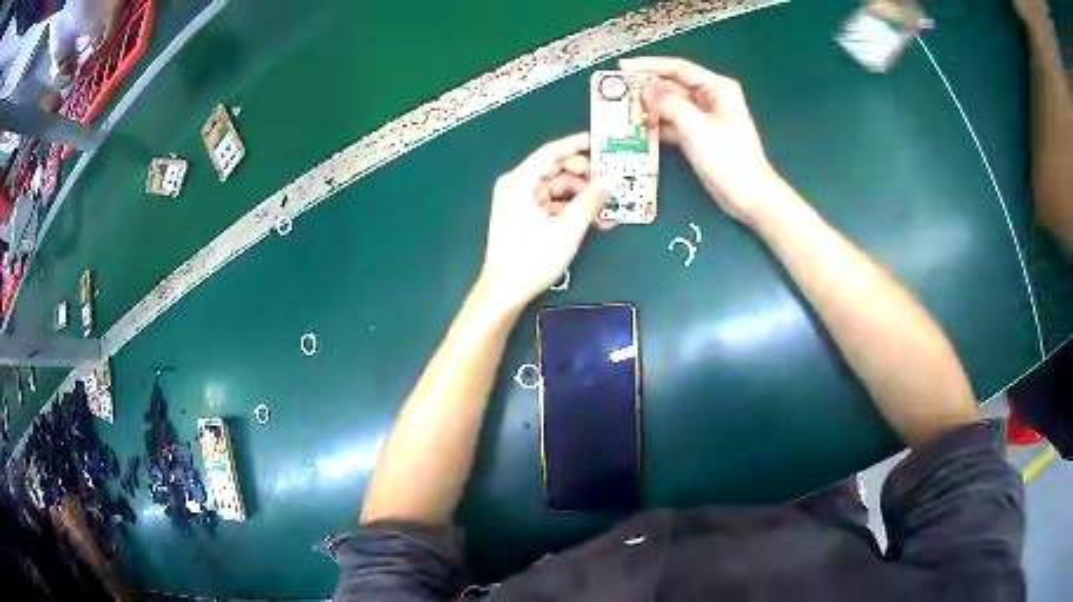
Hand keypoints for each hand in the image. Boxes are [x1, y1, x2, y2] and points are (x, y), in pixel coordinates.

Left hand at [478, 133, 609, 310]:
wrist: (504, 292)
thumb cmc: (532, 259)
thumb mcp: (567, 230)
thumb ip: (589, 202)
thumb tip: (609, 181)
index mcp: (519, 182)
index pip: (551, 153)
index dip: (577, 145)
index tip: (601, 143)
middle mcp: (517, 187)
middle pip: (555, 170)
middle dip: (584, 174)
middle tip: (610, 178)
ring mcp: (520, 203)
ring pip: (556, 188)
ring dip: (581, 195)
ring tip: (609, 204)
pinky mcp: (525, 218)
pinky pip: (552, 205)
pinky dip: (571, 210)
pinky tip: (595, 219)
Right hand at [620, 57, 778, 223]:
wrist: (750, 197)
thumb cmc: (729, 158)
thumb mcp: (696, 127)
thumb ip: (669, 105)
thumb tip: (646, 90)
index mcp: (717, 88)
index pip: (678, 68)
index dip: (649, 65)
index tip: (622, 67)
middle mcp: (712, 98)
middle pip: (673, 87)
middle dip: (647, 90)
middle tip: (617, 94)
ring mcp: (706, 119)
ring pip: (672, 107)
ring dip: (651, 109)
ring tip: (623, 112)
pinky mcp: (701, 138)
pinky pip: (675, 125)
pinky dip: (660, 127)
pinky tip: (639, 130)